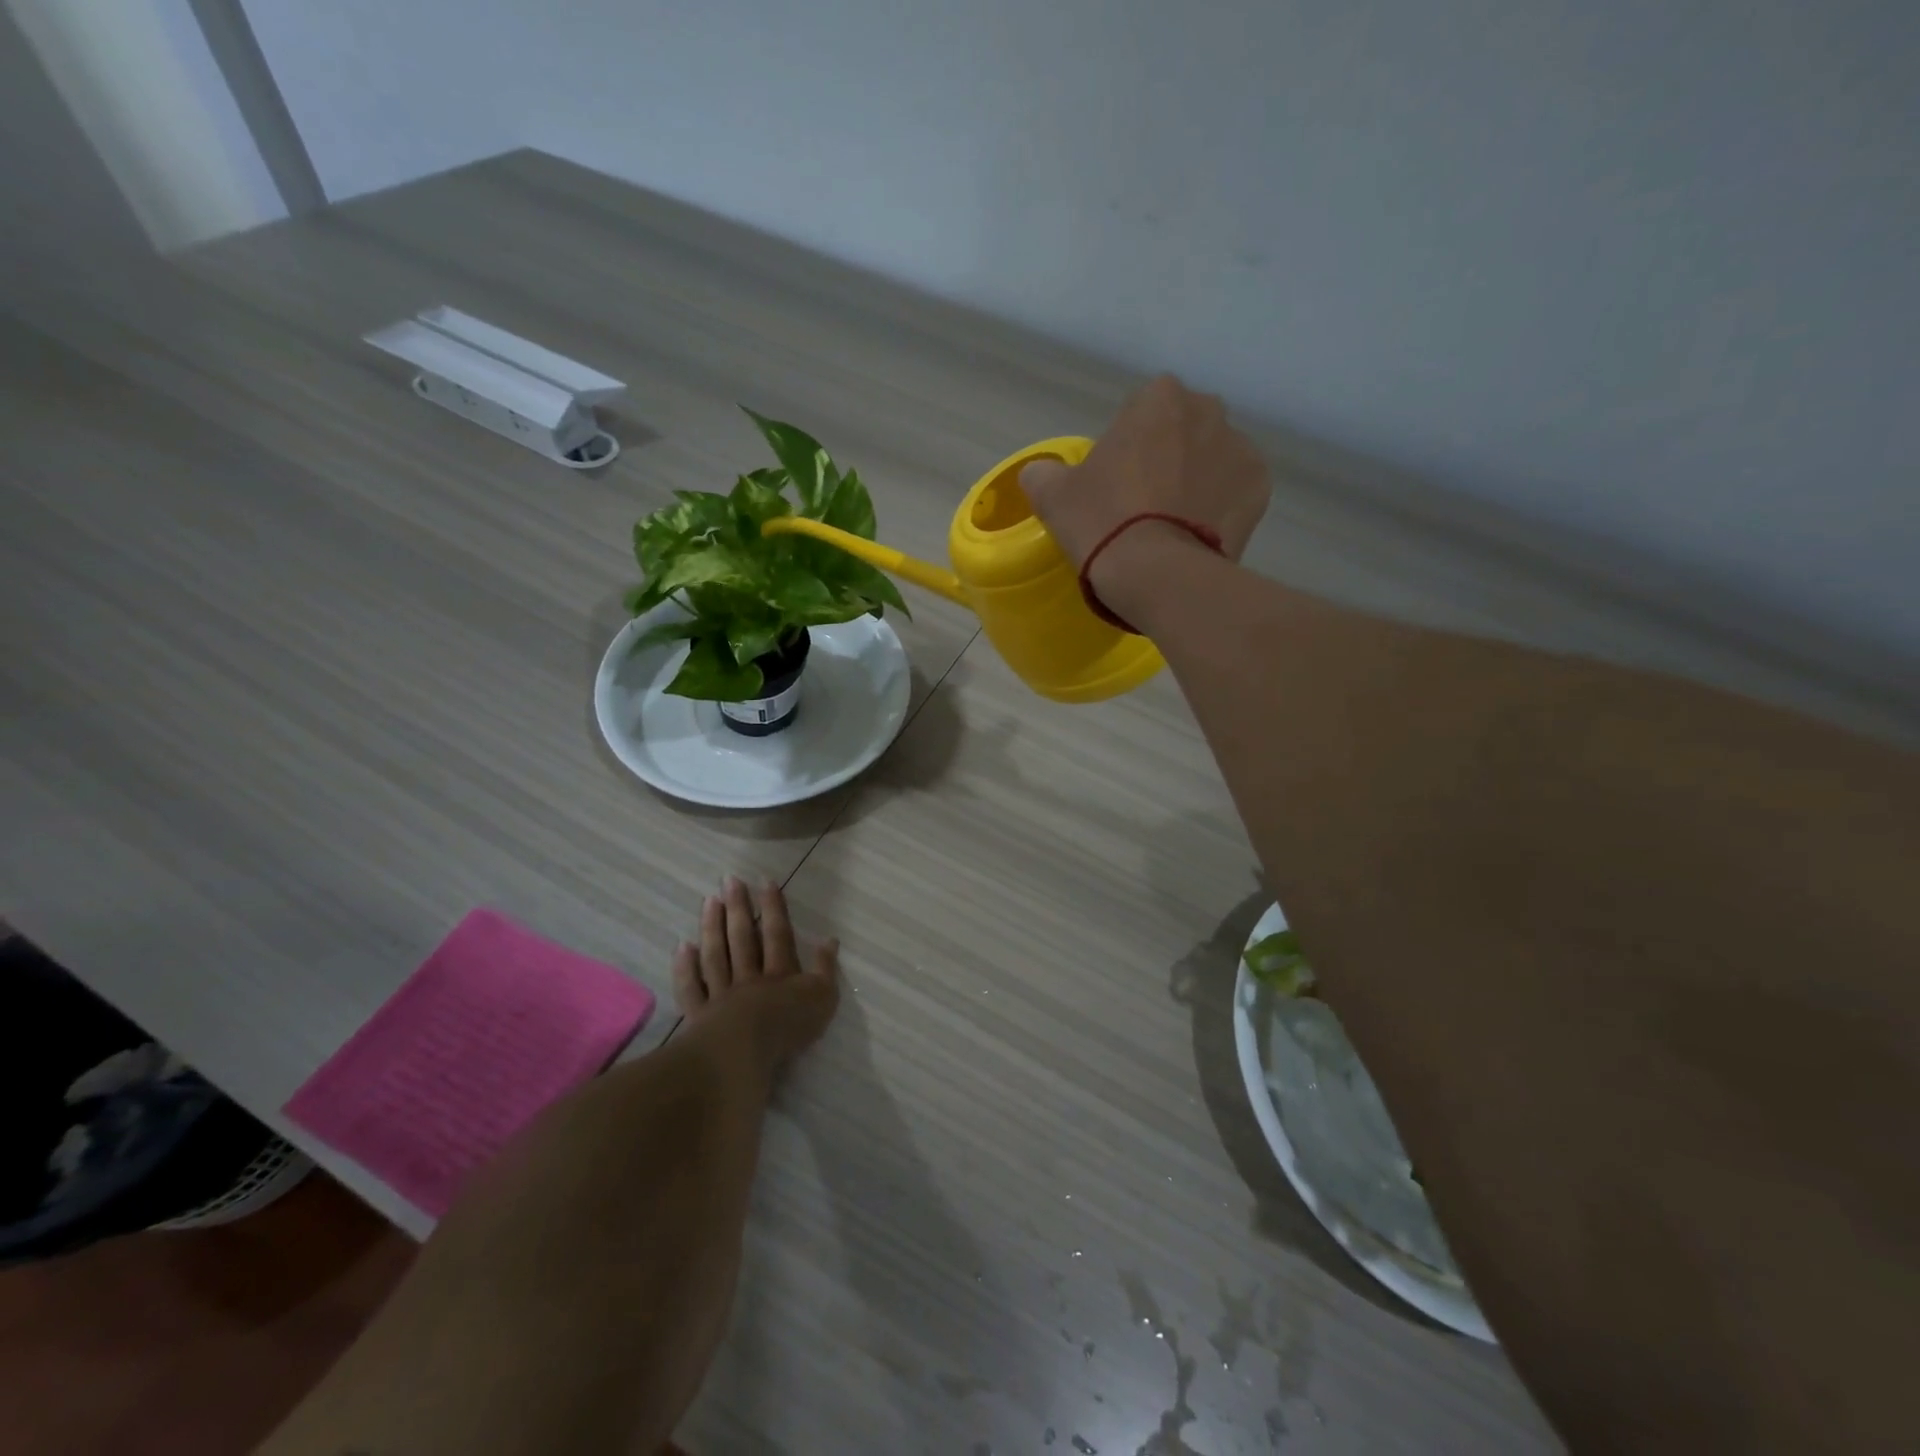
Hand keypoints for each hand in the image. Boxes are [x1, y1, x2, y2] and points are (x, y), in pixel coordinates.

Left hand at [673, 876, 839, 1066]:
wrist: (744, 1053)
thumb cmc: (788, 1026)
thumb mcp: (822, 998)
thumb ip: (826, 968)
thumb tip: (830, 939)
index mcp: (780, 972)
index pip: (776, 933)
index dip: (772, 907)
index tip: (764, 880)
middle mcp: (749, 976)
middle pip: (742, 937)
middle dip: (737, 907)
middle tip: (729, 880)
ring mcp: (721, 994)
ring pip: (716, 955)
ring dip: (712, 927)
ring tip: (709, 901)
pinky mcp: (700, 1016)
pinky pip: (692, 987)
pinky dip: (685, 967)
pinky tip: (682, 946)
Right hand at [1019, 375, 1270, 575]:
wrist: (1157, 575)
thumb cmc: (1102, 522)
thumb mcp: (1053, 497)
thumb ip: (1044, 474)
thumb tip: (1041, 473)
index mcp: (1158, 399)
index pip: (1139, 414)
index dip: (1125, 450)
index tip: (1114, 485)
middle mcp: (1207, 411)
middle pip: (1181, 433)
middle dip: (1166, 459)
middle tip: (1142, 506)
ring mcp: (1241, 449)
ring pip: (1210, 461)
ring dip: (1195, 482)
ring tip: (1171, 527)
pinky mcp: (1260, 489)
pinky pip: (1233, 493)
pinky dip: (1219, 508)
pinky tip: (1196, 535)